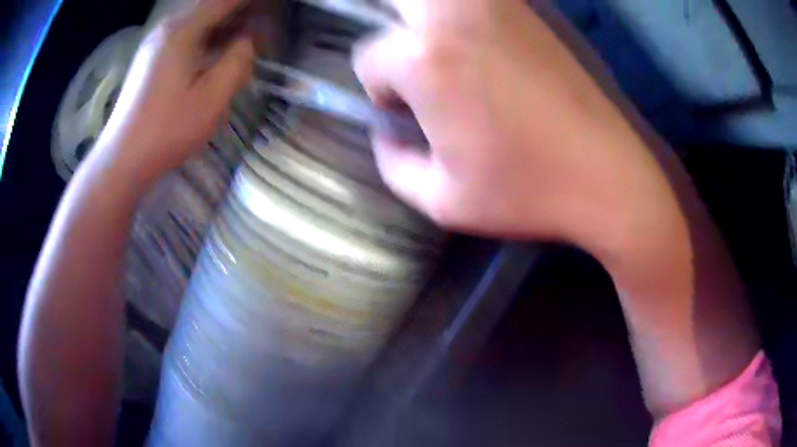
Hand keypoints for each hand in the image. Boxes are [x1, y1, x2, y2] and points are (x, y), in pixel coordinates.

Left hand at [96, 0, 253, 183]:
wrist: (123, 159)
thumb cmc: (167, 130)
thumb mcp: (212, 98)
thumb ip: (238, 60)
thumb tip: (247, 40)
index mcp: (183, 31)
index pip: (225, 0)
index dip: (250, 1)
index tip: (271, 4)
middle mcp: (167, 28)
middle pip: (210, 5)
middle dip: (238, 8)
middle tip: (263, 16)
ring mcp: (155, 43)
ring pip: (196, 19)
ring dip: (223, 20)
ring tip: (246, 28)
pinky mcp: (150, 59)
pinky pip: (185, 34)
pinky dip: (206, 33)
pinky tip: (217, 47)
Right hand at [353, 0, 675, 254]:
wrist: (608, 175)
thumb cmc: (527, 192)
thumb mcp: (443, 201)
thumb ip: (393, 165)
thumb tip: (386, 135)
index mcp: (427, 60)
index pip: (370, 57)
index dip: (381, 89)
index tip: (407, 112)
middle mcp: (455, 16)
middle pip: (397, 0)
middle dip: (394, 34)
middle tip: (417, 69)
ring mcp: (498, 7)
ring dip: (427, 17)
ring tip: (445, 54)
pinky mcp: (533, 12)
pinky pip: (481, 0)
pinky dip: (467, 14)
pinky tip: (484, 45)